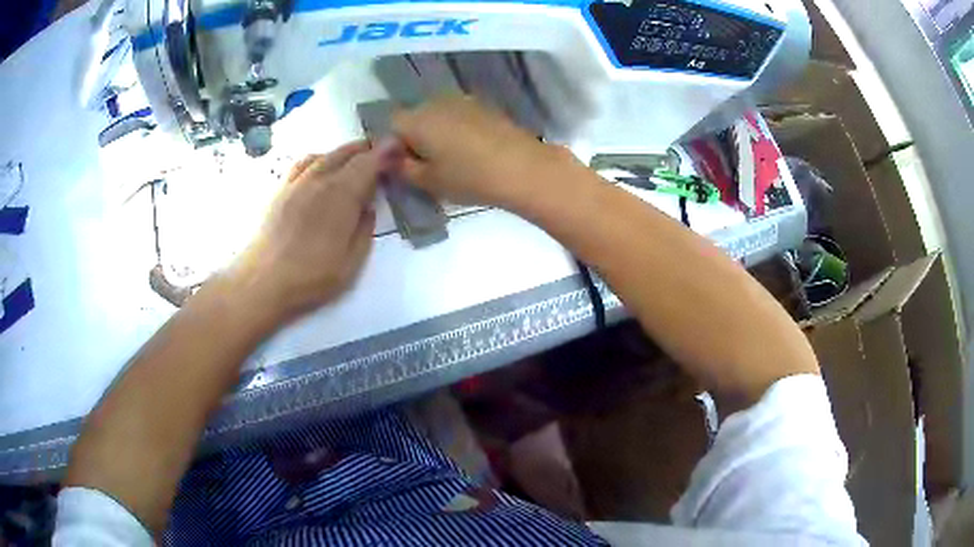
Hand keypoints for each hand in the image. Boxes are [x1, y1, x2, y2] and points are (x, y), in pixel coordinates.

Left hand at [228, 141, 383, 321]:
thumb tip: (367, 207)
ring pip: (326, 153)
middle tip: (382, 156)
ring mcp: (297, 181)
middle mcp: (320, 179)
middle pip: (348, 152)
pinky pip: (304, 162)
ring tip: (356, 159)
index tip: (398, 151)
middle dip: (368, 149)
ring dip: (345, 152)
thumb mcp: (351, 263)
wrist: (263, 281)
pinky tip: (322, 167)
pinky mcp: (281, 189)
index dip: (386, 153)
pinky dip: (320, 158)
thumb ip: (364, 230)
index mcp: (341, 194)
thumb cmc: (310, 277)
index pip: (369, 161)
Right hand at [391, 95, 583, 210]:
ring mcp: (463, 101)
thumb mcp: (428, 181)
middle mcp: (435, 102)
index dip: (392, 146)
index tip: (403, 167)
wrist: (523, 168)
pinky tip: (471, 150)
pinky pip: (459, 116)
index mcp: (416, 119)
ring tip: (451, 159)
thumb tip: (388, 159)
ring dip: (436, 133)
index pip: (390, 126)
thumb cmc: (469, 177)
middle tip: (426, 166)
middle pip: (414, 117)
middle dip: (414, 138)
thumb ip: (401, 168)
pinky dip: (457, 130)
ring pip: (437, 115)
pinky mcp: (485, 106)